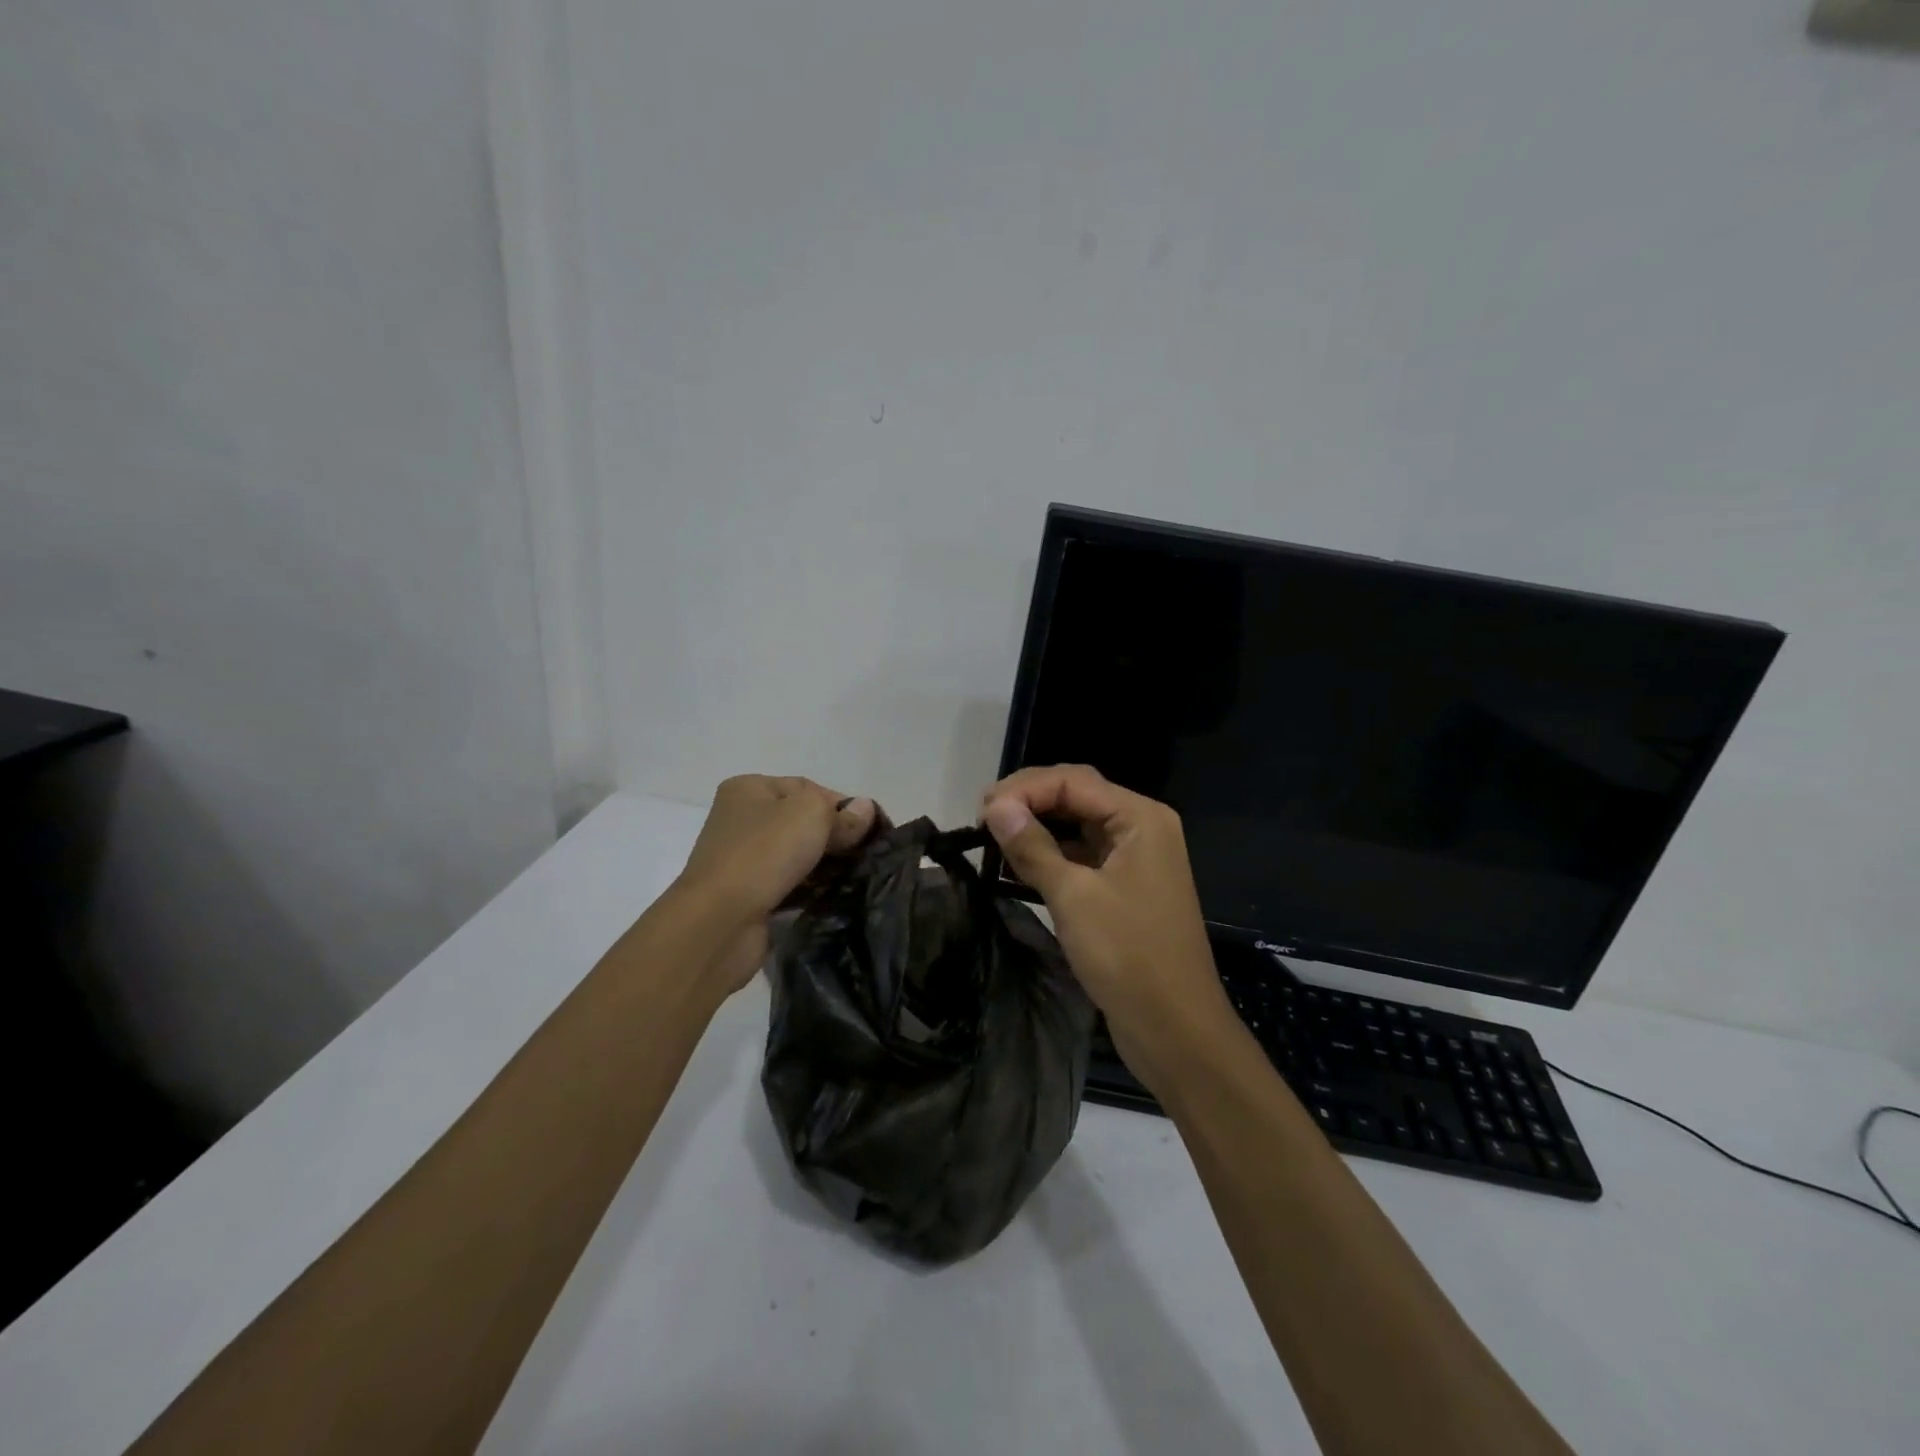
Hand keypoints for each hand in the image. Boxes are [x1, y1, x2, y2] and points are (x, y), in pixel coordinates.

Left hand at [675, 775, 875, 994]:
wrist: (719, 921)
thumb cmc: (764, 853)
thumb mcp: (812, 816)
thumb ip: (842, 813)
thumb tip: (865, 810)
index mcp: (749, 789)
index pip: (807, 788)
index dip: (842, 805)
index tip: (871, 828)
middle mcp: (741, 819)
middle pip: (802, 821)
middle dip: (835, 836)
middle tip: (867, 854)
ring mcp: (742, 859)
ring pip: (797, 854)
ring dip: (825, 864)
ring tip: (856, 876)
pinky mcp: (748, 895)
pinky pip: (789, 884)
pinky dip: (810, 888)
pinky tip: (833, 896)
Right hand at [981, 765, 1237, 1093]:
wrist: (1176, 1029)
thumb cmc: (1128, 956)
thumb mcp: (1074, 897)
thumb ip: (1033, 847)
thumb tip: (995, 806)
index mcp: (1140, 817)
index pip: (1073, 781)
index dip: (1024, 788)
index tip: (980, 811)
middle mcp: (1141, 828)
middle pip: (1077, 796)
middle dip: (1029, 801)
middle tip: (982, 819)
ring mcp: (1134, 858)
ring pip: (1077, 826)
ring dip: (1037, 828)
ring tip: (992, 838)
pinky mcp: (1124, 887)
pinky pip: (1082, 856)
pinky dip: (1050, 856)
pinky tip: (1017, 865)